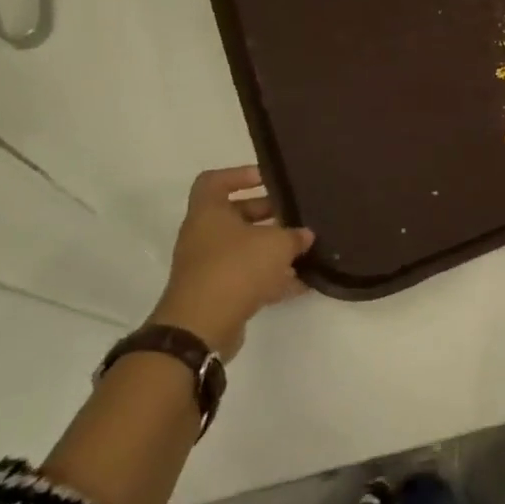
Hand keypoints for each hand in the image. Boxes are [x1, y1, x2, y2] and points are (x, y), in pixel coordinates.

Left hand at [149, 167, 313, 359]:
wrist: (200, 328)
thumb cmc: (235, 268)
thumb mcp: (275, 244)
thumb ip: (294, 236)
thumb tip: (305, 235)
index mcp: (208, 213)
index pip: (214, 181)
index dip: (240, 175)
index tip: (267, 180)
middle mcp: (203, 236)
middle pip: (235, 215)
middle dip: (268, 214)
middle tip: (295, 216)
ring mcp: (208, 267)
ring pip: (243, 249)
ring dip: (272, 249)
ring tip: (304, 250)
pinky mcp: (217, 295)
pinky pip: (247, 278)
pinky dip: (271, 278)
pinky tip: (301, 283)